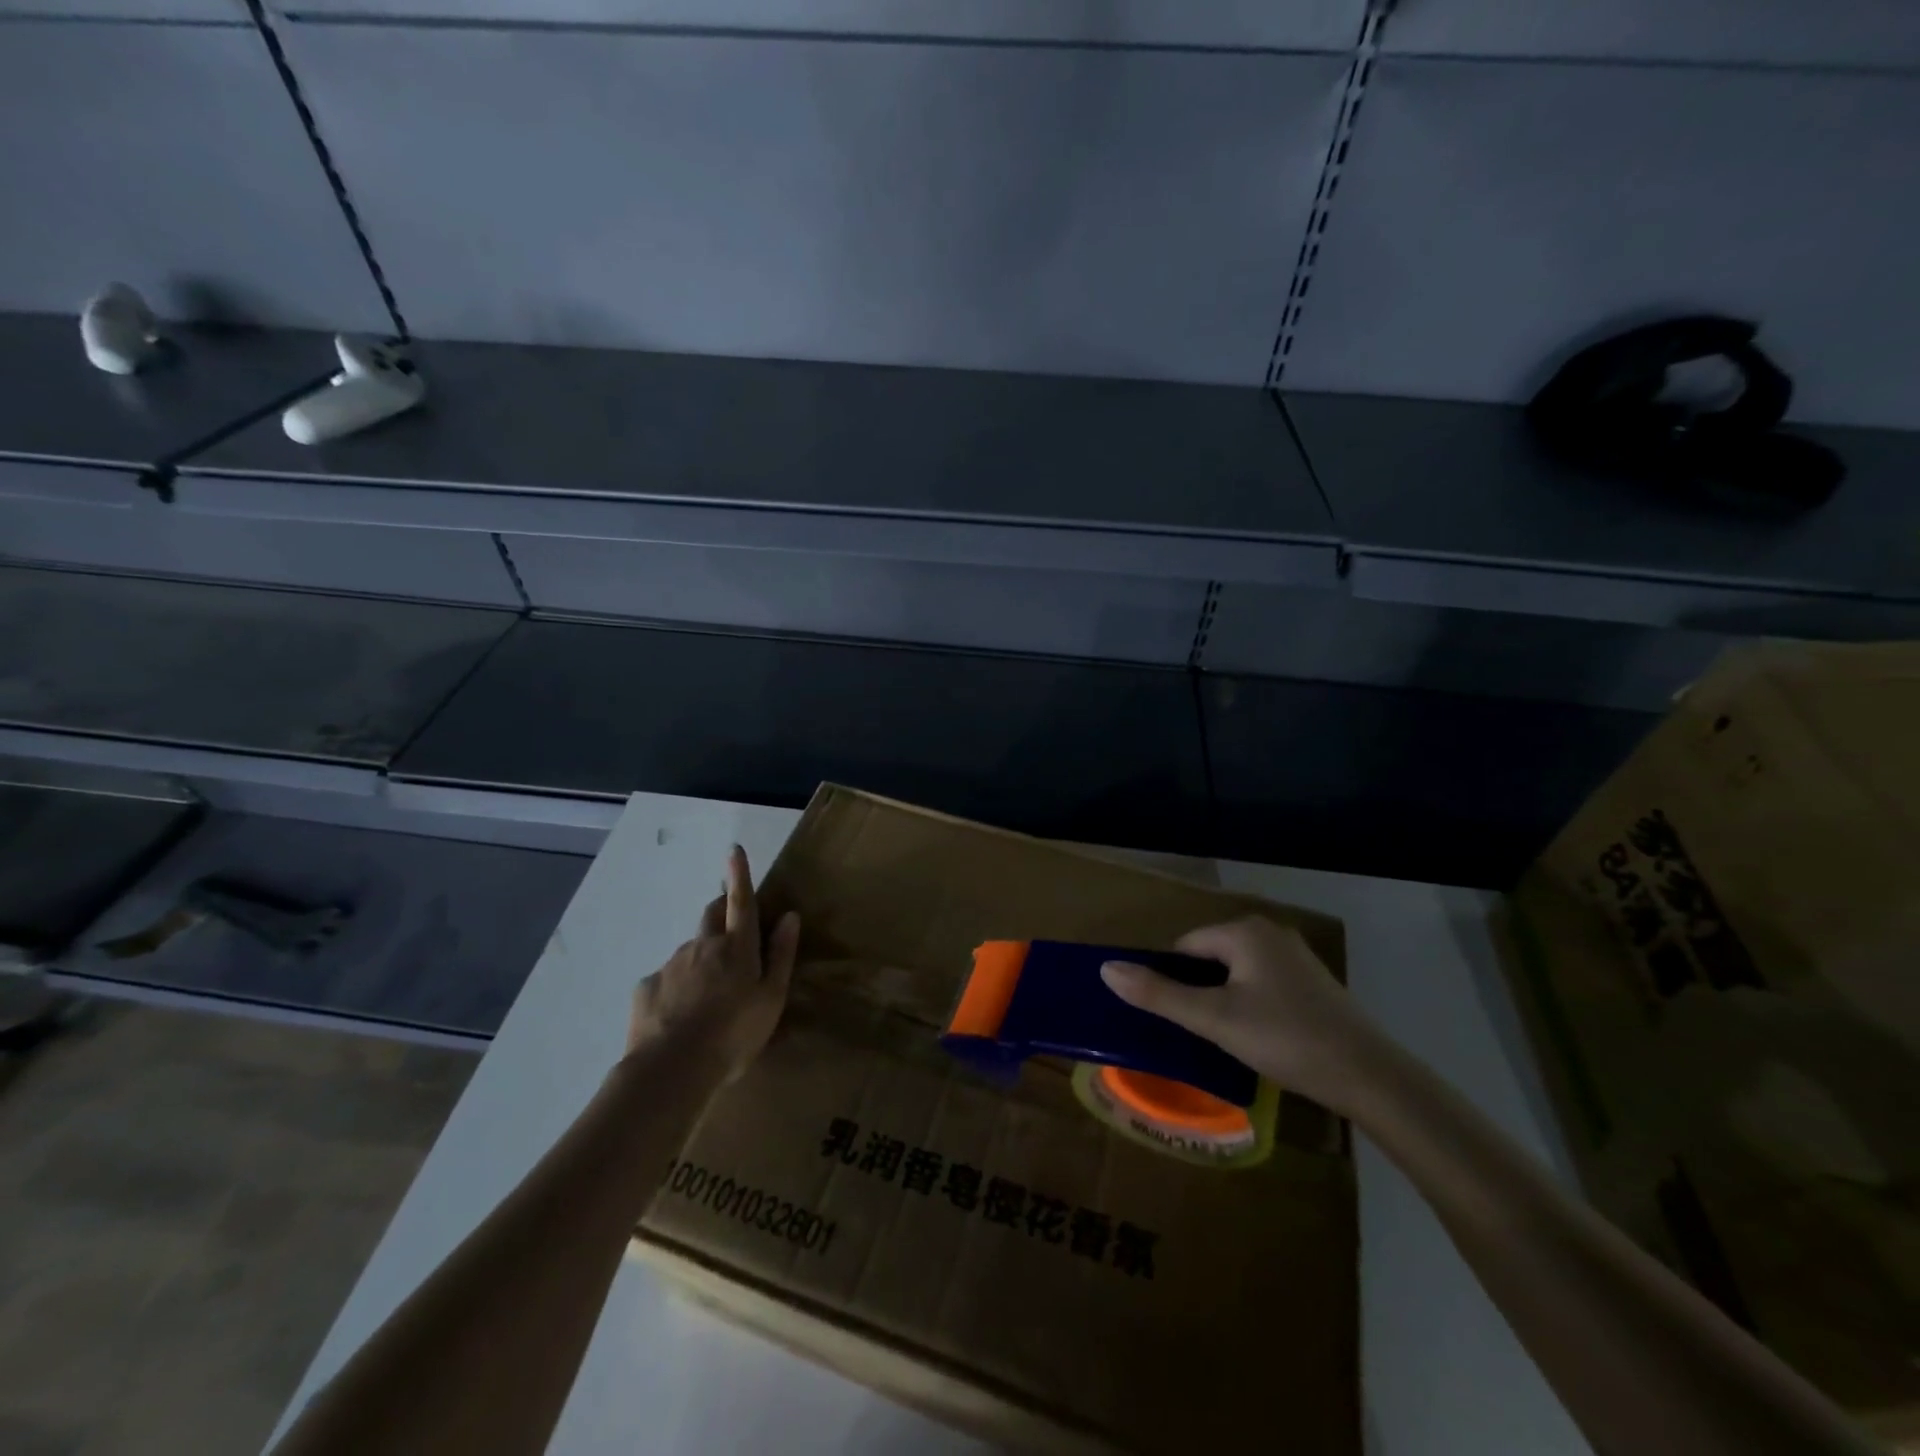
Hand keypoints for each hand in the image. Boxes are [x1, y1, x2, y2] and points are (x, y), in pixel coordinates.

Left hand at [626, 845, 800, 1079]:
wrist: (671, 1070)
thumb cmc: (734, 1034)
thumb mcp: (771, 999)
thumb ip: (781, 956)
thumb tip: (790, 916)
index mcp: (737, 947)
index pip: (741, 901)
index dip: (740, 875)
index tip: (734, 850)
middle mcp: (703, 946)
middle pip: (711, 916)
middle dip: (720, 911)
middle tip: (730, 933)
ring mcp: (671, 964)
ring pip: (690, 950)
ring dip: (700, 960)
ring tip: (706, 998)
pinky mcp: (647, 987)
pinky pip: (666, 979)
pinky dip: (676, 989)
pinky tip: (678, 1018)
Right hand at [1100, 917, 1386, 1112]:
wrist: (1371, 1077)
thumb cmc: (1285, 1039)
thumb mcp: (1214, 1020)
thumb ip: (1159, 995)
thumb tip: (1107, 970)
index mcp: (1244, 931)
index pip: (1185, 946)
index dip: (1171, 981)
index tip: (1173, 1019)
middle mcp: (1270, 932)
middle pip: (1210, 957)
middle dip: (1198, 991)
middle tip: (1197, 1033)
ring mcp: (1295, 957)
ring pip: (1237, 973)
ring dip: (1223, 1000)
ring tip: (1224, 1039)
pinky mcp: (1313, 983)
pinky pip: (1262, 984)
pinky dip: (1250, 1005)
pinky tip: (1258, 1038)